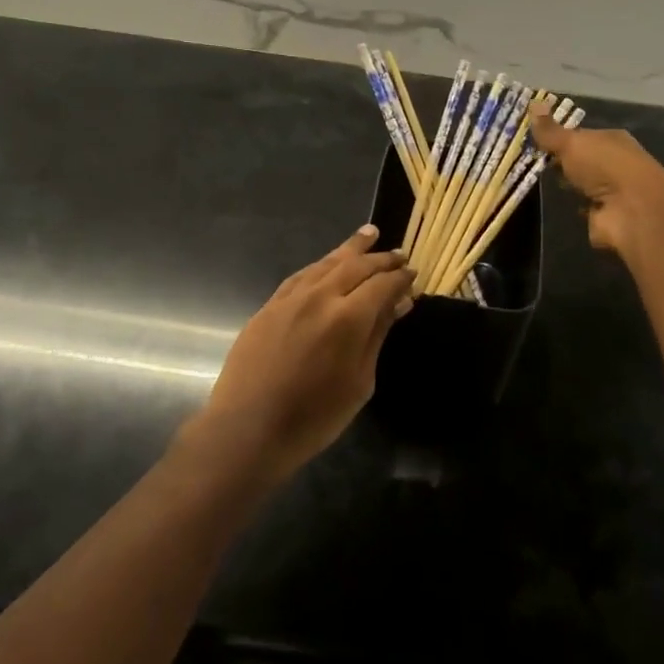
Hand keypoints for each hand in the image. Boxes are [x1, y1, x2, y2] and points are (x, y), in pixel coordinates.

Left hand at [194, 225, 414, 483]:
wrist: (248, 429)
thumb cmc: (314, 417)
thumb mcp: (359, 381)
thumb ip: (378, 335)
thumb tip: (399, 303)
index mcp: (347, 317)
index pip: (382, 284)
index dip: (401, 277)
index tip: (414, 275)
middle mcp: (319, 297)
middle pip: (355, 265)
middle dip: (380, 258)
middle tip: (399, 254)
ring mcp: (290, 298)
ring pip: (326, 263)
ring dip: (350, 249)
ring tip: (369, 234)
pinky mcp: (269, 306)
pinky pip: (302, 275)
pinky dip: (321, 265)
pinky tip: (328, 264)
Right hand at [529, 104, 663, 257]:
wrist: (631, 209)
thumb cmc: (604, 166)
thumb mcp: (571, 143)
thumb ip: (550, 131)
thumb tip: (533, 102)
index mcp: (610, 139)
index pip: (581, 135)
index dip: (559, 138)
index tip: (534, 142)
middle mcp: (614, 163)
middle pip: (582, 161)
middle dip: (562, 163)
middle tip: (531, 164)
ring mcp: (611, 191)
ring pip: (583, 185)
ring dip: (568, 187)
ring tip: (539, 186)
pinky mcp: (606, 216)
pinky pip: (584, 209)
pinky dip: (574, 208)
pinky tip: (557, 207)